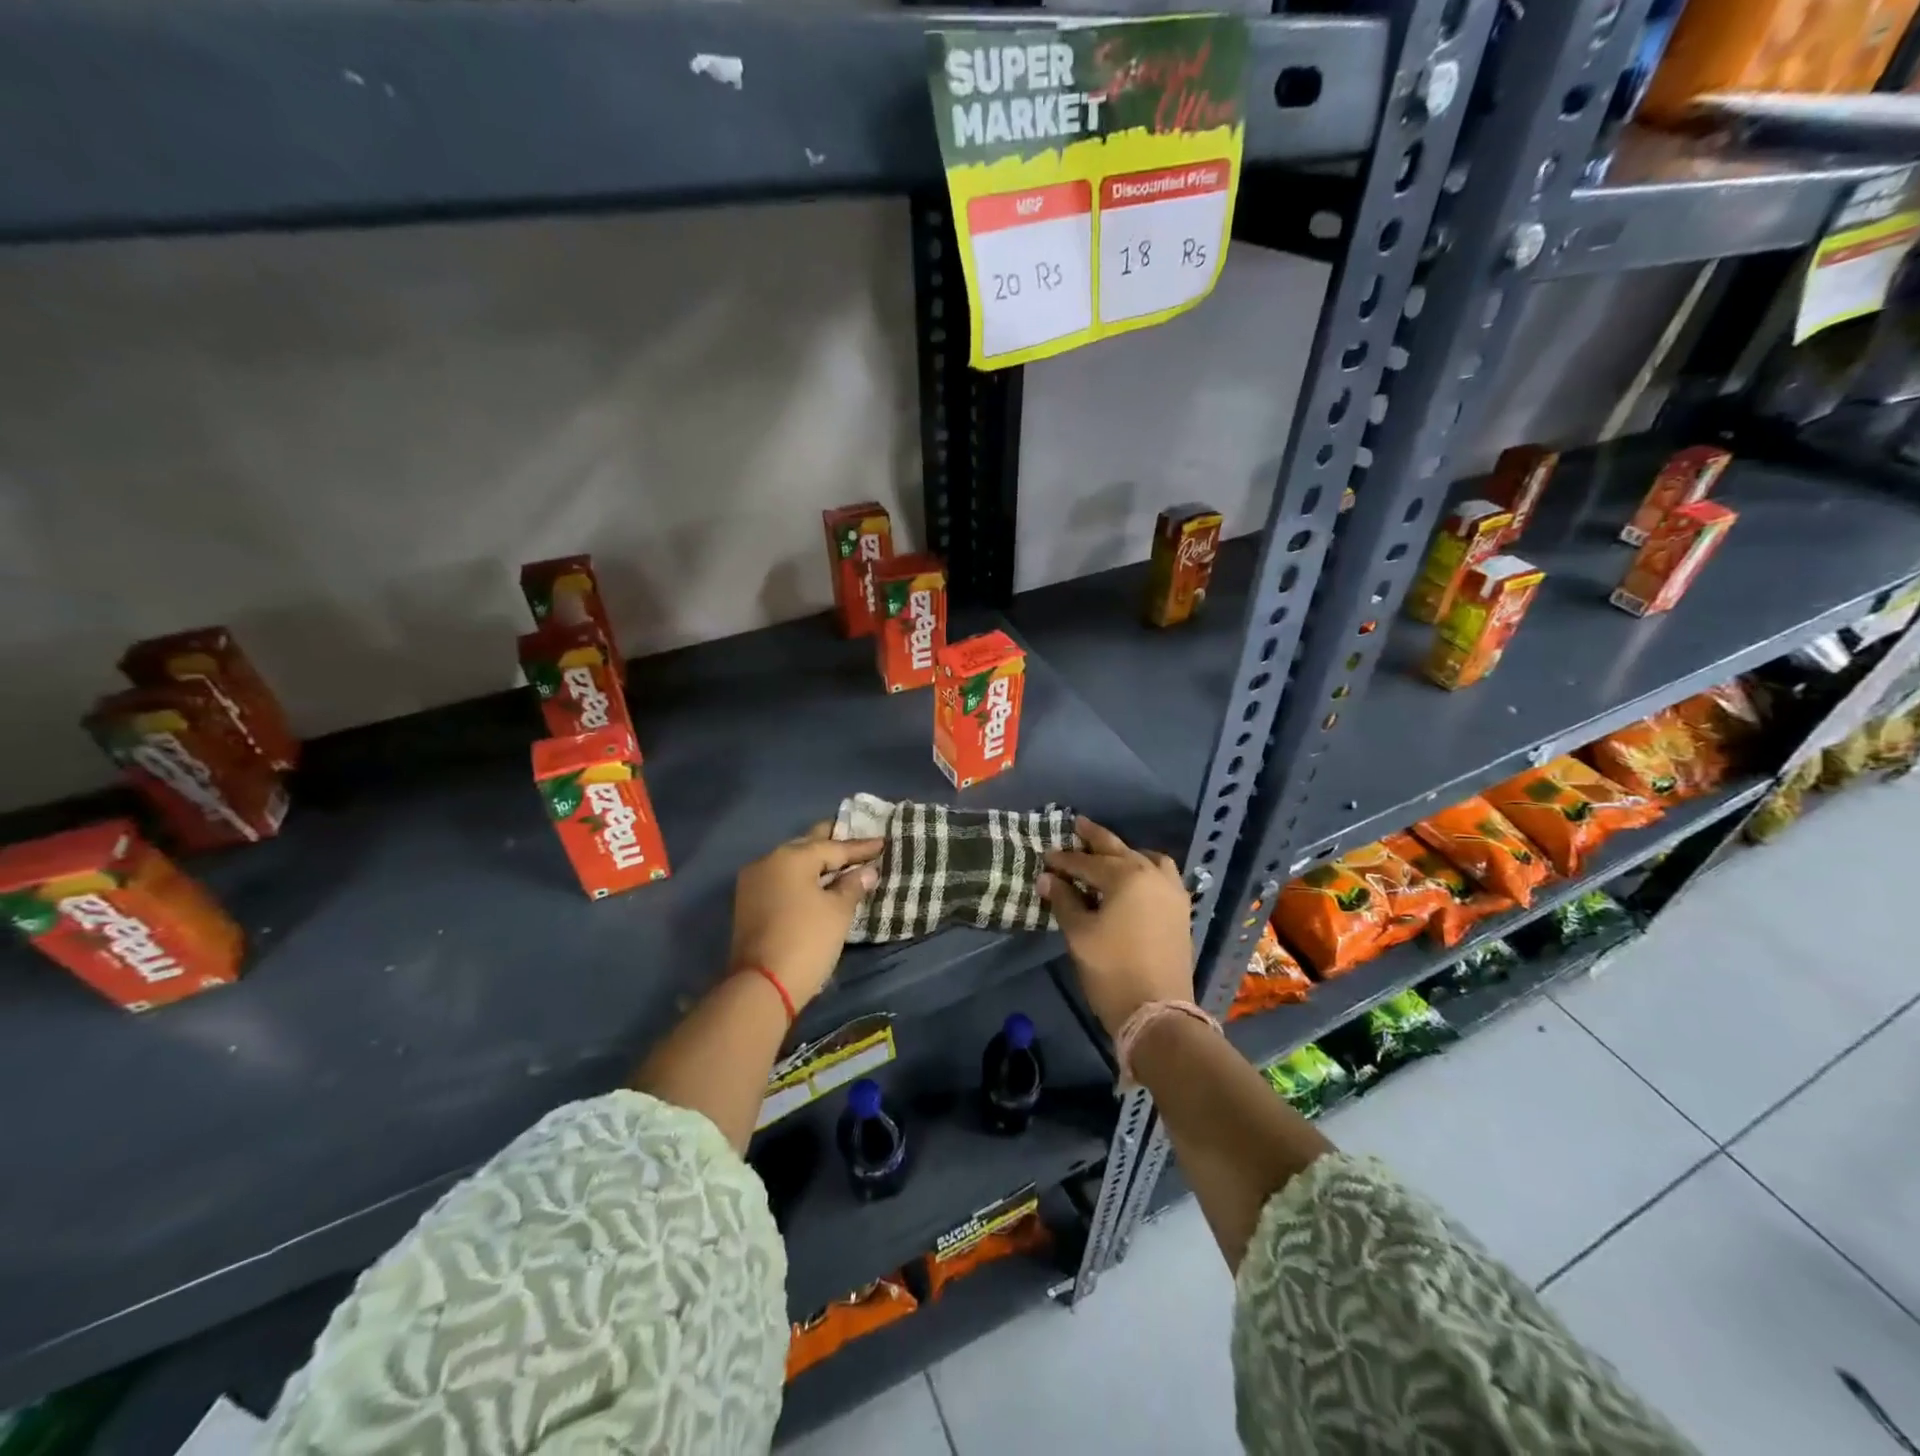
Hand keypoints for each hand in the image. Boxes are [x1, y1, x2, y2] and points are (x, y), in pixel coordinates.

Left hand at [729, 822, 882, 1010]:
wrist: (763, 985)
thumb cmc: (807, 940)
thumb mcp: (838, 911)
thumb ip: (853, 885)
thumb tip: (867, 871)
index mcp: (791, 857)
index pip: (833, 847)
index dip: (860, 848)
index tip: (883, 843)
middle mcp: (768, 861)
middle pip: (807, 846)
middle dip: (833, 844)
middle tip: (857, 839)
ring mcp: (754, 882)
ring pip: (792, 863)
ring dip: (816, 862)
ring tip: (841, 861)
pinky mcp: (748, 903)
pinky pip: (782, 879)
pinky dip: (802, 878)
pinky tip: (818, 882)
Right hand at [1037, 817, 1192, 1037]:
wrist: (1158, 1012)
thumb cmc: (1112, 971)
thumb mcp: (1080, 935)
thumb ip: (1064, 901)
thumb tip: (1048, 878)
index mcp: (1127, 876)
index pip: (1087, 862)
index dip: (1064, 860)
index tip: (1045, 857)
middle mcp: (1153, 875)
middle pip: (1119, 850)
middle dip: (1095, 840)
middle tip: (1078, 826)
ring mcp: (1172, 893)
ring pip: (1147, 859)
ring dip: (1126, 853)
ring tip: (1109, 855)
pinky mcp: (1181, 911)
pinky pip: (1162, 876)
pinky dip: (1145, 869)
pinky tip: (1133, 879)